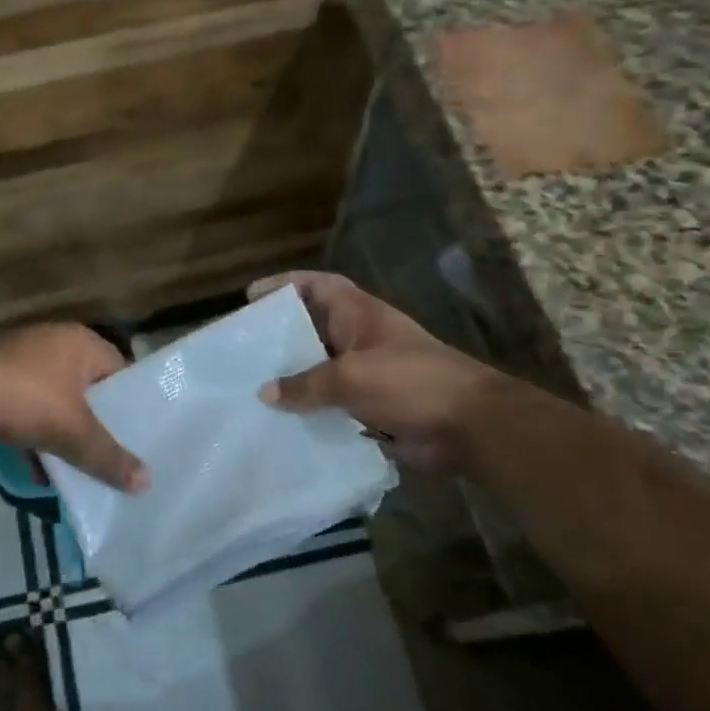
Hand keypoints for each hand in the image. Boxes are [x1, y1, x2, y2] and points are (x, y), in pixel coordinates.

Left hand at [0, 324, 147, 492]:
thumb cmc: (24, 399)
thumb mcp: (73, 433)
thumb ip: (109, 457)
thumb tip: (146, 484)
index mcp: (80, 342)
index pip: (121, 371)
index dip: (131, 404)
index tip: (138, 437)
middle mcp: (52, 340)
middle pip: (87, 387)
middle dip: (95, 423)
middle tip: (110, 455)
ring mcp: (19, 356)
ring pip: (55, 398)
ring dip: (63, 430)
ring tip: (76, 466)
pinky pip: (26, 405)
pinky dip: (34, 431)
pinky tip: (36, 466)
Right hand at [250, 271, 490, 471]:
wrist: (468, 426)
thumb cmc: (410, 382)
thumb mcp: (351, 377)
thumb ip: (305, 384)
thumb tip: (265, 393)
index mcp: (358, 315)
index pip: (318, 286)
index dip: (285, 284)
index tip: (251, 296)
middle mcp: (359, 339)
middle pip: (312, 329)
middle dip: (279, 337)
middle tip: (241, 349)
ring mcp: (366, 373)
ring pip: (319, 370)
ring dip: (291, 378)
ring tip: (250, 388)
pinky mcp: (370, 406)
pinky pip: (330, 404)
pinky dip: (309, 410)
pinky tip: (280, 423)